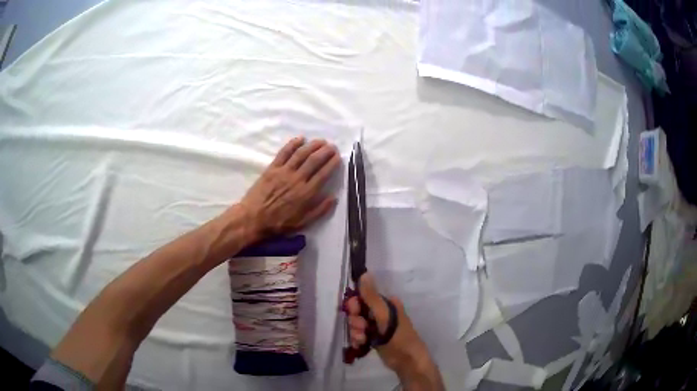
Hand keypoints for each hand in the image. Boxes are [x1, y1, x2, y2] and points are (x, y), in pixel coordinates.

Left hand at [240, 137, 340, 238]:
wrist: (253, 218)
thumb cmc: (279, 223)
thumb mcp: (303, 222)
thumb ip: (320, 210)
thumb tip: (334, 198)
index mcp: (306, 193)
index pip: (323, 173)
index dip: (332, 163)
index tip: (338, 157)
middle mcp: (297, 179)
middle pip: (314, 160)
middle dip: (326, 151)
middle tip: (332, 147)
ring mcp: (284, 171)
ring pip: (301, 153)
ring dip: (313, 145)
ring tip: (321, 141)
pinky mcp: (272, 168)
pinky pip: (284, 152)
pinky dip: (293, 144)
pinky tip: (300, 139)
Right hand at [344, 274, 429, 374]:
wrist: (407, 361)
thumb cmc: (399, 336)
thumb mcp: (385, 316)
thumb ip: (372, 297)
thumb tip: (364, 274)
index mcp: (386, 304)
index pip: (363, 297)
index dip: (355, 305)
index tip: (355, 313)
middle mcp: (380, 313)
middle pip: (357, 312)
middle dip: (355, 321)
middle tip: (362, 329)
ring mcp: (376, 327)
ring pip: (356, 325)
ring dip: (356, 332)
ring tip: (363, 340)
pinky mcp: (372, 339)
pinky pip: (358, 335)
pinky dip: (357, 340)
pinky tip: (361, 345)